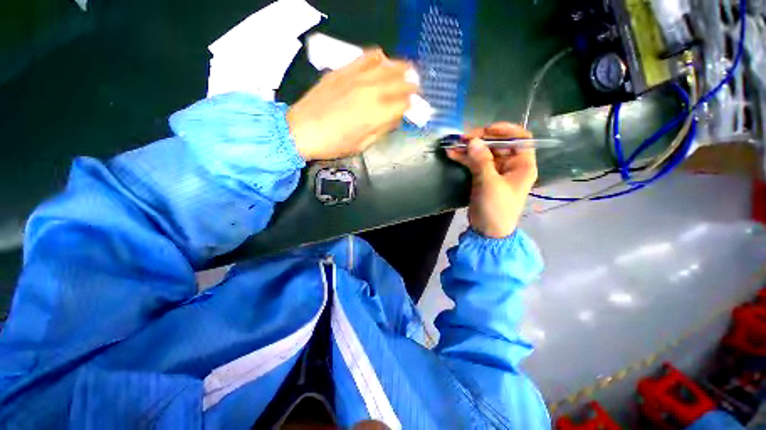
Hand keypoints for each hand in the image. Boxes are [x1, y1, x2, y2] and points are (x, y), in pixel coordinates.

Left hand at [287, 49, 417, 160]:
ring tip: (405, 70)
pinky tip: (381, 61)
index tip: (411, 107)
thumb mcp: (362, 145)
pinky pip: (366, 57)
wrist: (301, 130)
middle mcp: (371, 92)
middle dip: (410, 85)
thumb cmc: (334, 144)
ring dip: (399, 68)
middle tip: (414, 87)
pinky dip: (378, 58)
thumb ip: (381, 130)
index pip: (403, 104)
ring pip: (386, 65)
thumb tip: (393, 118)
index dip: (410, 105)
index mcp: (377, 115)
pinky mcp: (343, 71)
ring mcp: (356, 78)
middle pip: (399, 82)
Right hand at [446, 123, 537, 238]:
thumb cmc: (496, 208)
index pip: (520, 138)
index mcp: (522, 165)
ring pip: (483, 153)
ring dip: (469, 149)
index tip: (486, 130)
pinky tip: (452, 154)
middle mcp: (511, 165)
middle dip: (480, 139)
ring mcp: (495, 171)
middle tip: (463, 138)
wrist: (488, 230)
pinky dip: (464, 159)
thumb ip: (481, 161)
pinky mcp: (483, 178)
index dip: (505, 130)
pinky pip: (474, 163)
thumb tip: (473, 141)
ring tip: (453, 145)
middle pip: (498, 144)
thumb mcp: (490, 184)